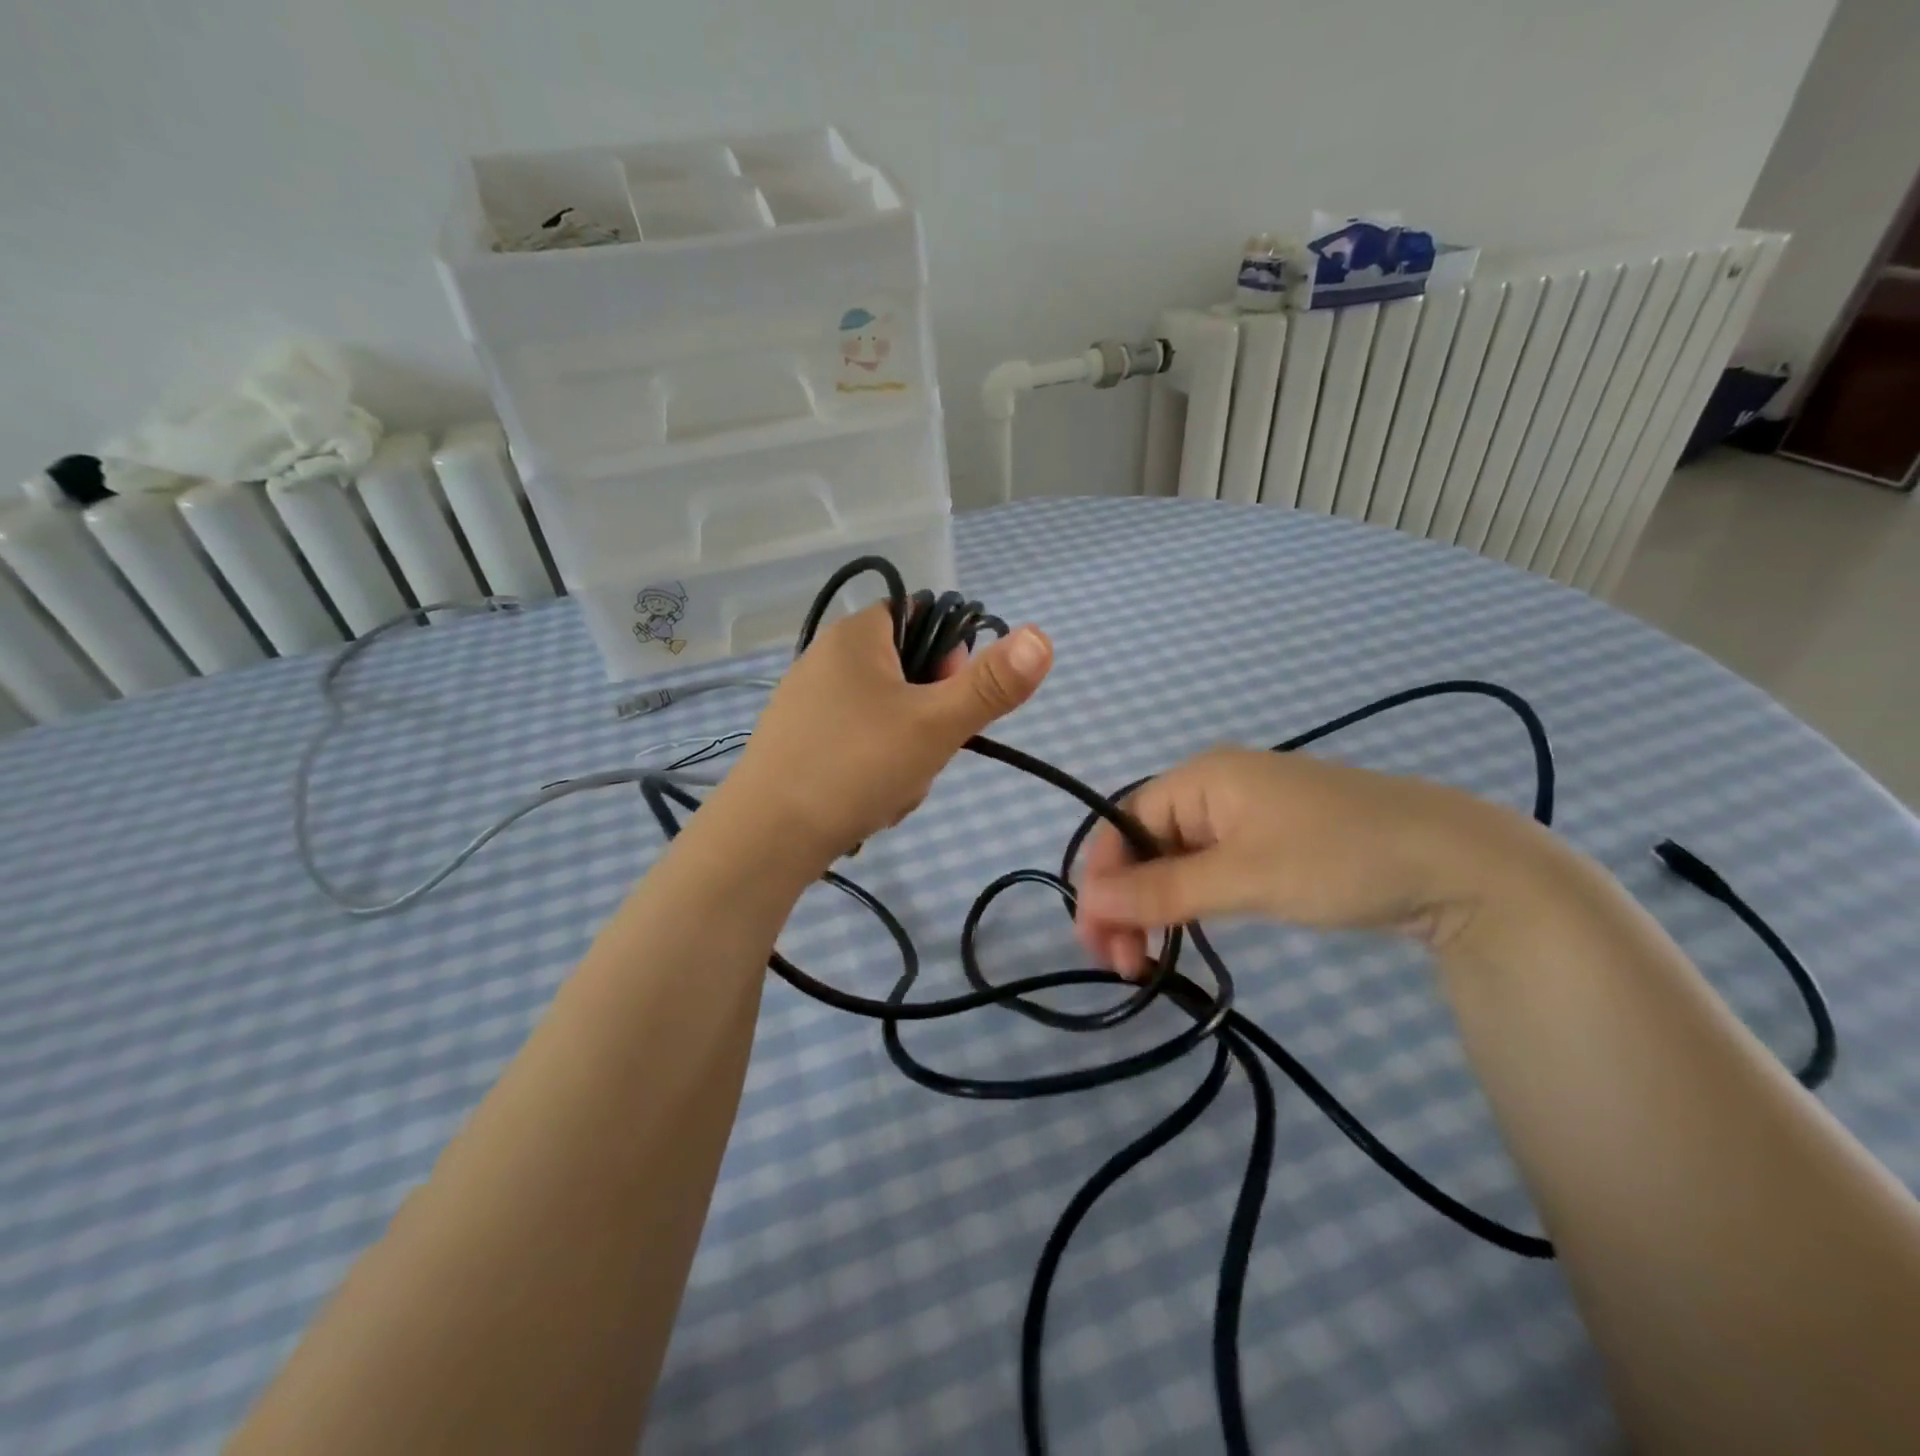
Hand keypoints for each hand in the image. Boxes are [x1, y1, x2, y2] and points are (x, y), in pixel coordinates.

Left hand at [722, 603, 1052, 864]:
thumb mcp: (936, 724)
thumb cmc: (855, 766)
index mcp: (856, 636)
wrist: (765, 838)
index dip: (950, 660)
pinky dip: (874, 772)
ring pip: (887, 719)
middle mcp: (826, 659)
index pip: (924, 620)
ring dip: (906, 755)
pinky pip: (857, 746)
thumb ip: (992, 684)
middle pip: (909, 676)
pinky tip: (868, 803)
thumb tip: (1043, 636)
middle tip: (922, 757)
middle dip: (929, 722)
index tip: (950, 705)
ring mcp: (807, 703)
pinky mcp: (796, 743)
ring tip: (892, 789)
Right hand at [1073, 747, 1548, 977]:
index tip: (1097, 939)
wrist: (1462, 864)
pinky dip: (1189, 901)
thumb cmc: (1340, 858)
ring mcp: (1247, 815)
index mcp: (1201, 777)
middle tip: (1120, 964)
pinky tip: (1185, 933)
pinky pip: (1209, 867)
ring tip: (1145, 961)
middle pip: (1144, 841)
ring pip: (1175, 859)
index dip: (1101, 878)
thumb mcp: (1244, 876)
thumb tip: (1090, 903)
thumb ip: (1162, 890)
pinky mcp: (1274, 843)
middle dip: (1124, 899)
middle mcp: (1216, 788)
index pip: (1122, 822)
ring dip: (1153, 906)